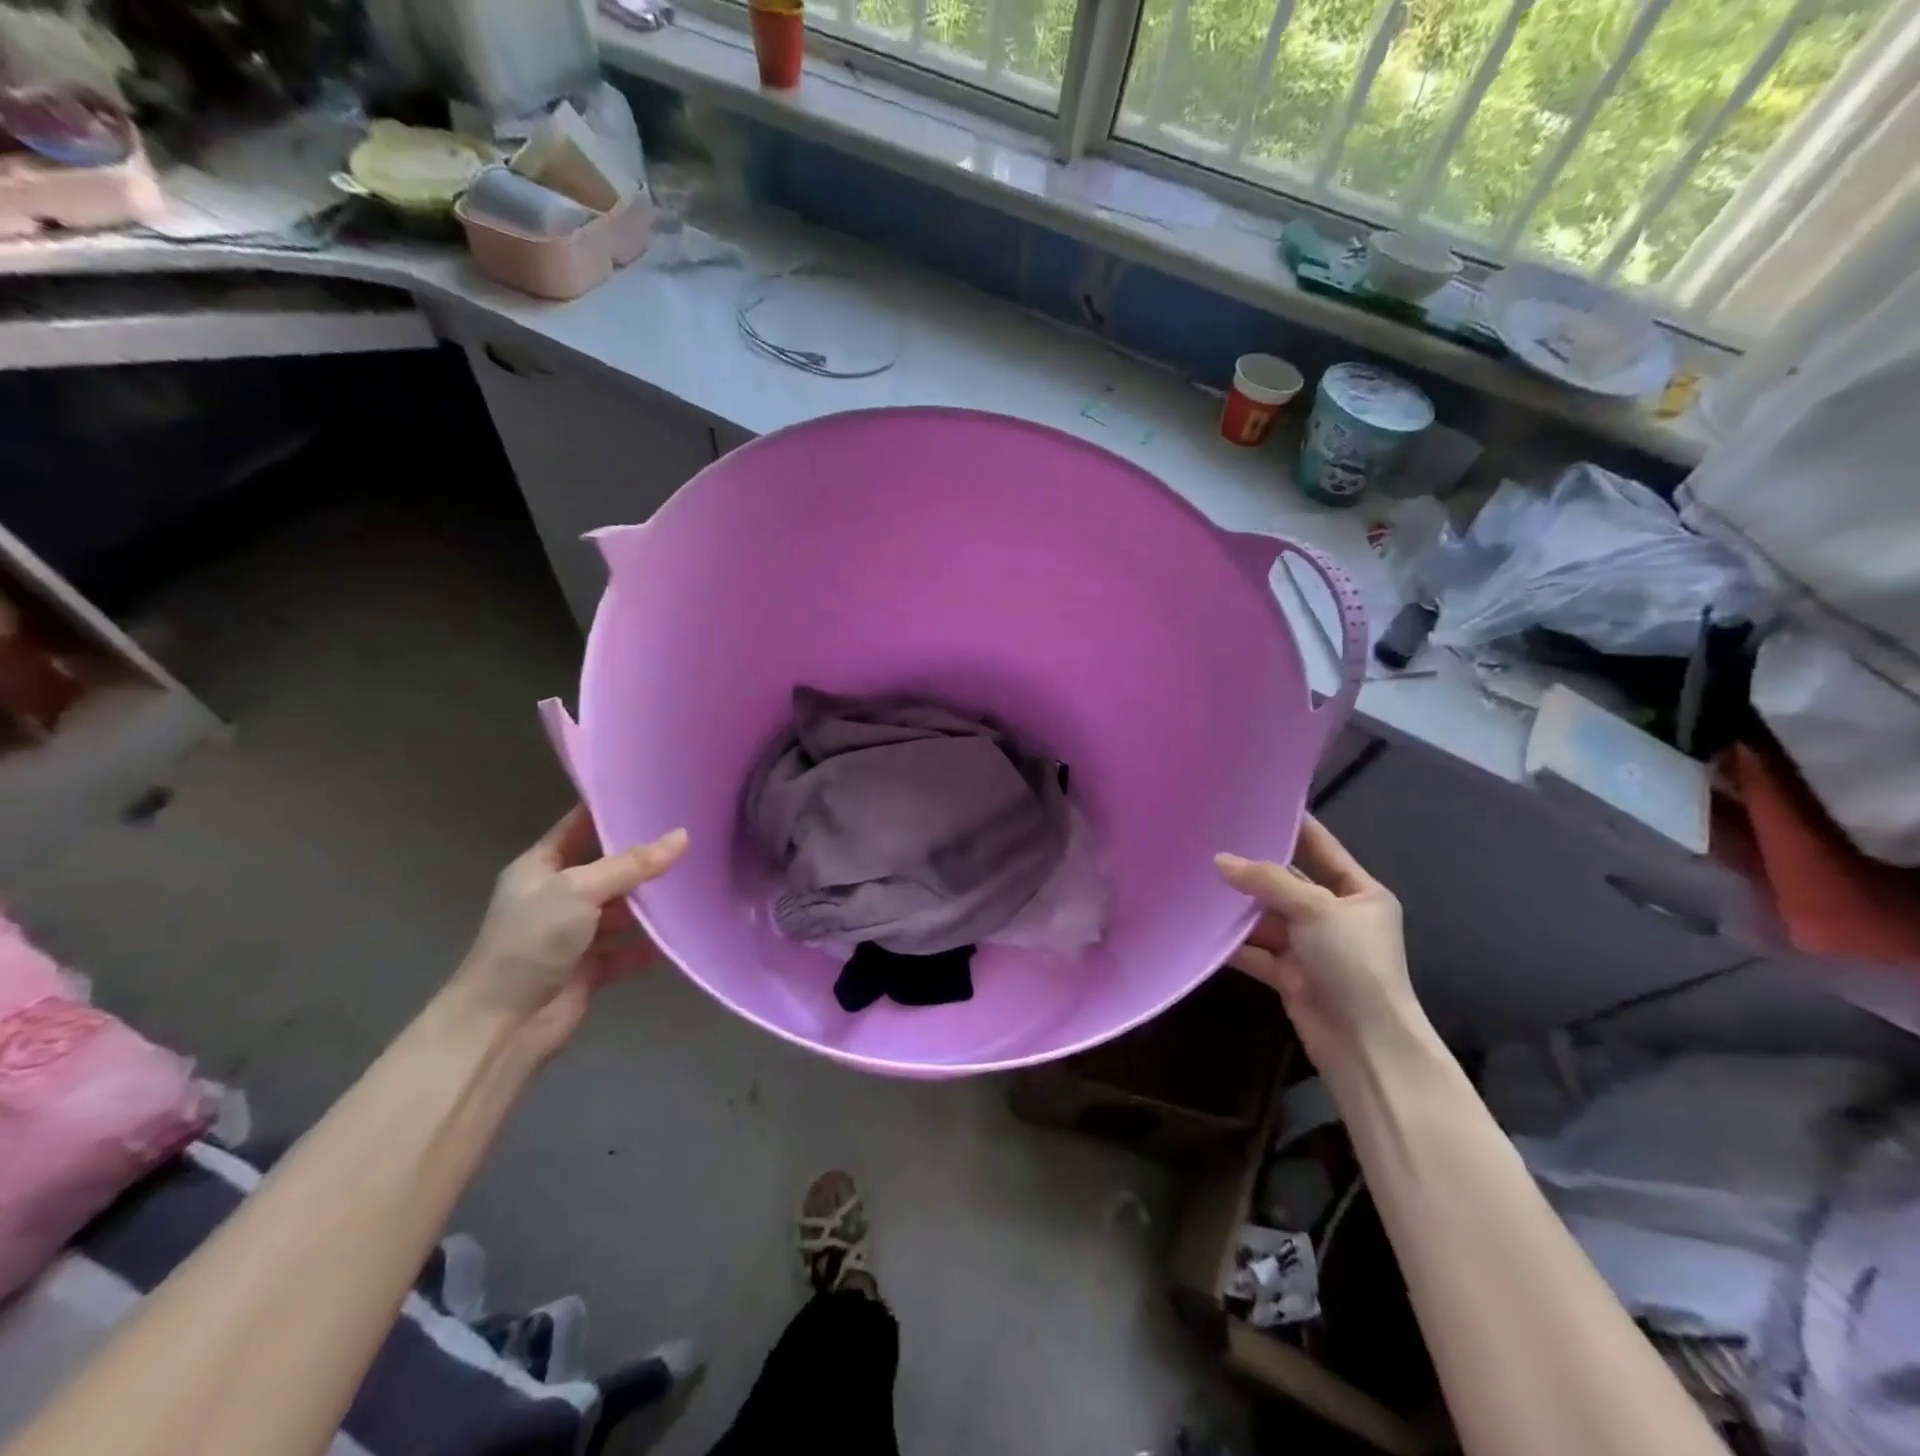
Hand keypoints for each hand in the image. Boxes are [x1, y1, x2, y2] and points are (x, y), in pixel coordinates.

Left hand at [446, 807, 688, 1060]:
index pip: (581, 825)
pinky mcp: (590, 967)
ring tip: (698, 880)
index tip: (658, 793)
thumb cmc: (532, 941)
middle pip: (609, 867)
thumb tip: (683, 836)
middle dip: (645, 856)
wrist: (502, 1026)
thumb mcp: (580, 890)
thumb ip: (632, 864)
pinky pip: (628, 948)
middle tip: (693, 834)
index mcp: (541, 866)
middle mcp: (558, 895)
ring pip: (622, 909)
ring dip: (652, 902)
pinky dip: (651, 944)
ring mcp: (574, 933)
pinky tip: (683, 933)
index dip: (614, 809)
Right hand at [1216, 817, 1423, 1071]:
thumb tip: (1219, 860)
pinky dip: (1233, 942)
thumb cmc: (1354, 964)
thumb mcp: (1316, 909)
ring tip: (1196, 880)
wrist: (1365, 1045)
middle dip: (1252, 868)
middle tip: (1210, 840)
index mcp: (1360, 893)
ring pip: (1267, 916)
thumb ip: (1267, 881)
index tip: (1257, 801)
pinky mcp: (1289, 974)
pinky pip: (1255, 949)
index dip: (1293, 825)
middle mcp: (1335, 915)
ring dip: (1238, 906)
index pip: (1322, 847)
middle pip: (1287, 883)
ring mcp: (1311, 946)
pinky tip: (1201, 926)